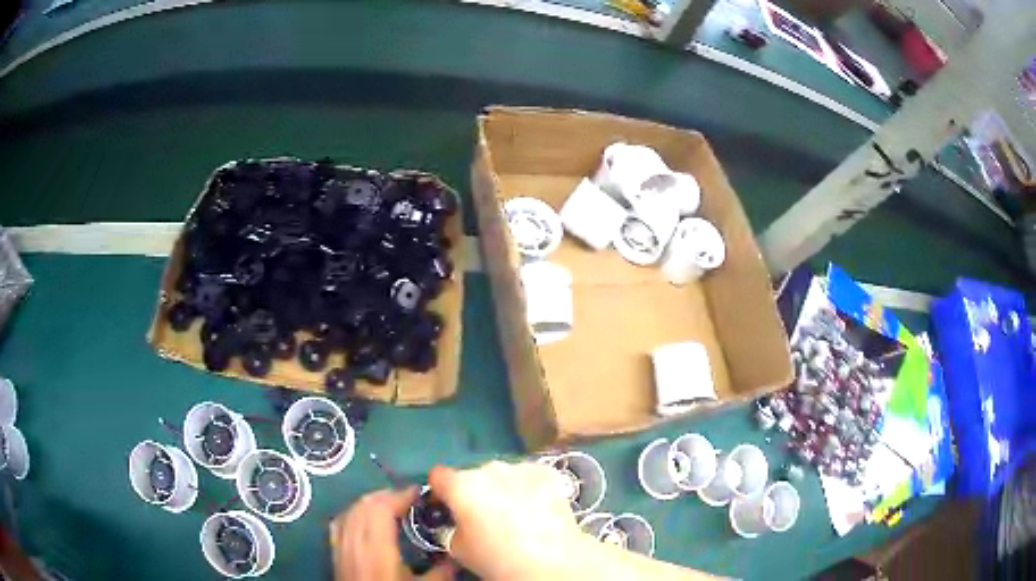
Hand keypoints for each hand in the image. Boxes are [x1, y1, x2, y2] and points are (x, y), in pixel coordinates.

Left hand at [331, 487, 455, 580]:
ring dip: (368, 502)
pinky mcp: (334, 555)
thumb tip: (457, 554)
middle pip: (364, 506)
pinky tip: (362, 517)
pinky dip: (352, 513)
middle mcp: (356, 544)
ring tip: (388, 503)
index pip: (382, 510)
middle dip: (386, 495)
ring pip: (349, 511)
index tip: (419, 492)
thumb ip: (441, 571)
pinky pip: (339, 524)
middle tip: (407, 497)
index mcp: (378, 551)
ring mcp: (341, 548)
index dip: (399, 496)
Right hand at [428, 461, 584, 579]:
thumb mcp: (458, 549)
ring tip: (514, 513)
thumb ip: (452, 528)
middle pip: (472, 475)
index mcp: (460, 485)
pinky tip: (535, 507)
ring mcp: (520, 467)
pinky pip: (528, 476)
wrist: (550, 560)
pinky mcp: (546, 472)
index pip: (438, 476)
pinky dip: (528, 487)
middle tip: (484, 516)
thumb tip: (459, 522)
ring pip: (502, 475)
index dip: (440, 491)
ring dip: (502, 488)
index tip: (447, 506)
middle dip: (475, 491)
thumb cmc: (496, 558)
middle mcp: (488, 468)